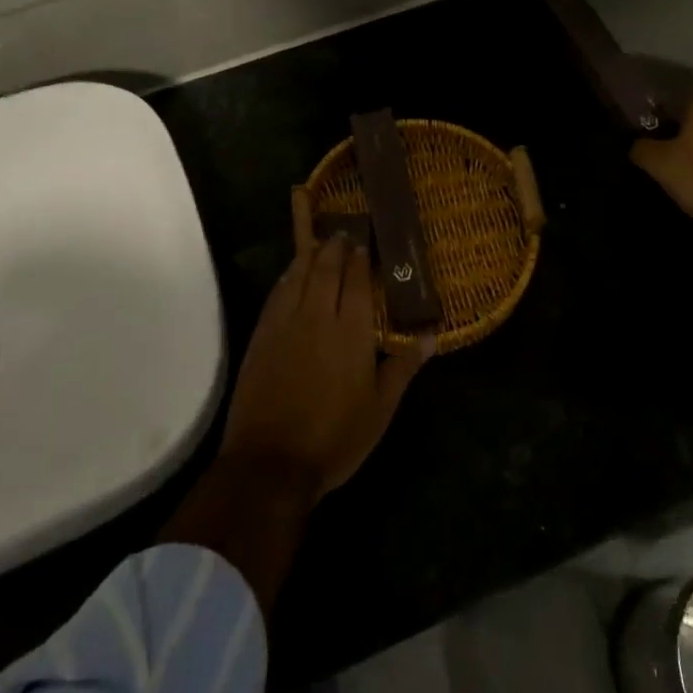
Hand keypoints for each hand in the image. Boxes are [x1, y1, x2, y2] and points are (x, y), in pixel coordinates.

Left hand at [222, 235, 431, 498]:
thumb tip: (431, 335)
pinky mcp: (261, 335)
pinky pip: (276, 294)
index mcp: (350, 330)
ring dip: (310, 255)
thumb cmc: (335, 437)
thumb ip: (403, 366)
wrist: (270, 461)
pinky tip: (291, 275)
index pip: (355, 280)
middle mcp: (316, 315)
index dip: (360, 257)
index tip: (365, 240)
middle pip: (325, 268)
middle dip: (335, 247)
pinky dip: (287, 277)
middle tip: (344, 232)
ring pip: (298, 275)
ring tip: (320, 243)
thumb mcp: (380, 408)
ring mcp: (284, 323)